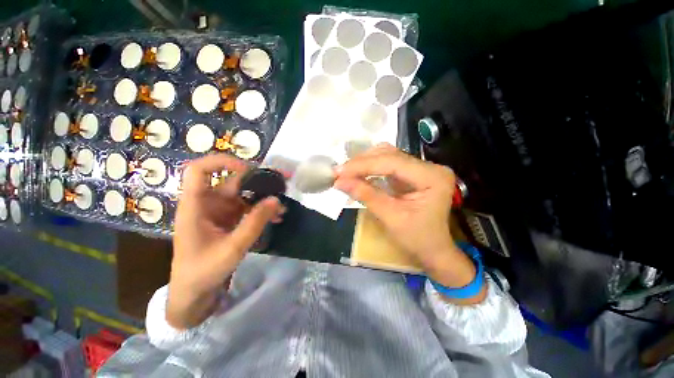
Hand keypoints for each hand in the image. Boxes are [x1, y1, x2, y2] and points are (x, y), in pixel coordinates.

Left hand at [168, 154, 285, 328]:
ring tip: (282, 208)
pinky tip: (276, 217)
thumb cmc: (203, 270)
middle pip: (233, 182)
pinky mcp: (229, 218)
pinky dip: (262, 210)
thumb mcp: (232, 248)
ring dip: (264, 199)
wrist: (194, 291)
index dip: (222, 162)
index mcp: (195, 205)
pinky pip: (248, 207)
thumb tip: (275, 199)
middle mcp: (207, 203)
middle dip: (259, 182)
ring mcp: (219, 210)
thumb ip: (255, 223)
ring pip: (245, 195)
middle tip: (282, 184)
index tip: (249, 169)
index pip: (199, 170)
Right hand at [335, 144, 483, 302]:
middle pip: (390, 154)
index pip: (392, 162)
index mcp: (432, 177)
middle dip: (362, 163)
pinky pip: (387, 164)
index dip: (363, 165)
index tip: (339, 172)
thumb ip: (365, 195)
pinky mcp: (412, 173)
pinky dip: (370, 168)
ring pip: (387, 156)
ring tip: (346, 172)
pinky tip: (357, 173)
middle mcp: (429, 166)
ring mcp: (421, 168)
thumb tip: (339, 181)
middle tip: (339, 172)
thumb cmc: (417, 240)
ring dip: (364, 163)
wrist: (433, 250)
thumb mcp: (390, 217)